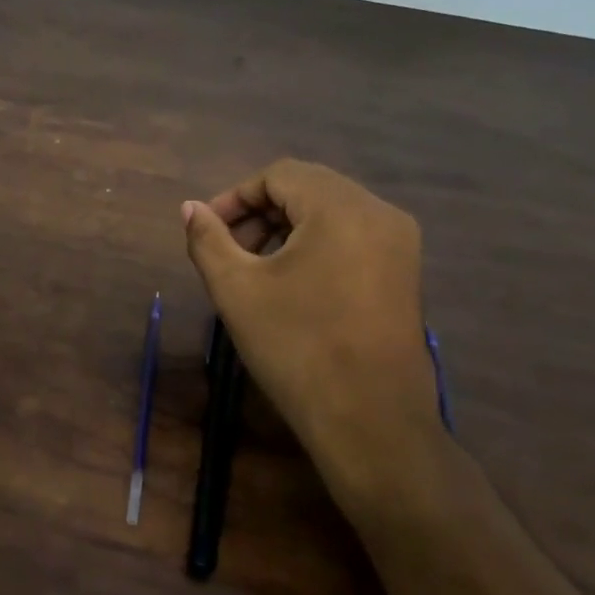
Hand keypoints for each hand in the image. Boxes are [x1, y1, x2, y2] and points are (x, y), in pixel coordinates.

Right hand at [182, 160, 439, 498]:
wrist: (369, 419)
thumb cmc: (296, 346)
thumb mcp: (236, 288)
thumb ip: (207, 239)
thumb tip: (190, 208)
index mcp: (342, 208)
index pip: (279, 175)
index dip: (235, 197)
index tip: (207, 231)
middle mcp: (379, 213)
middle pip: (307, 188)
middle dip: (258, 213)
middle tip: (227, 251)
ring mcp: (400, 244)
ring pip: (330, 212)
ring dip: (284, 228)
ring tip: (254, 269)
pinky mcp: (404, 272)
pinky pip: (351, 236)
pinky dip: (314, 244)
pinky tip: (290, 283)